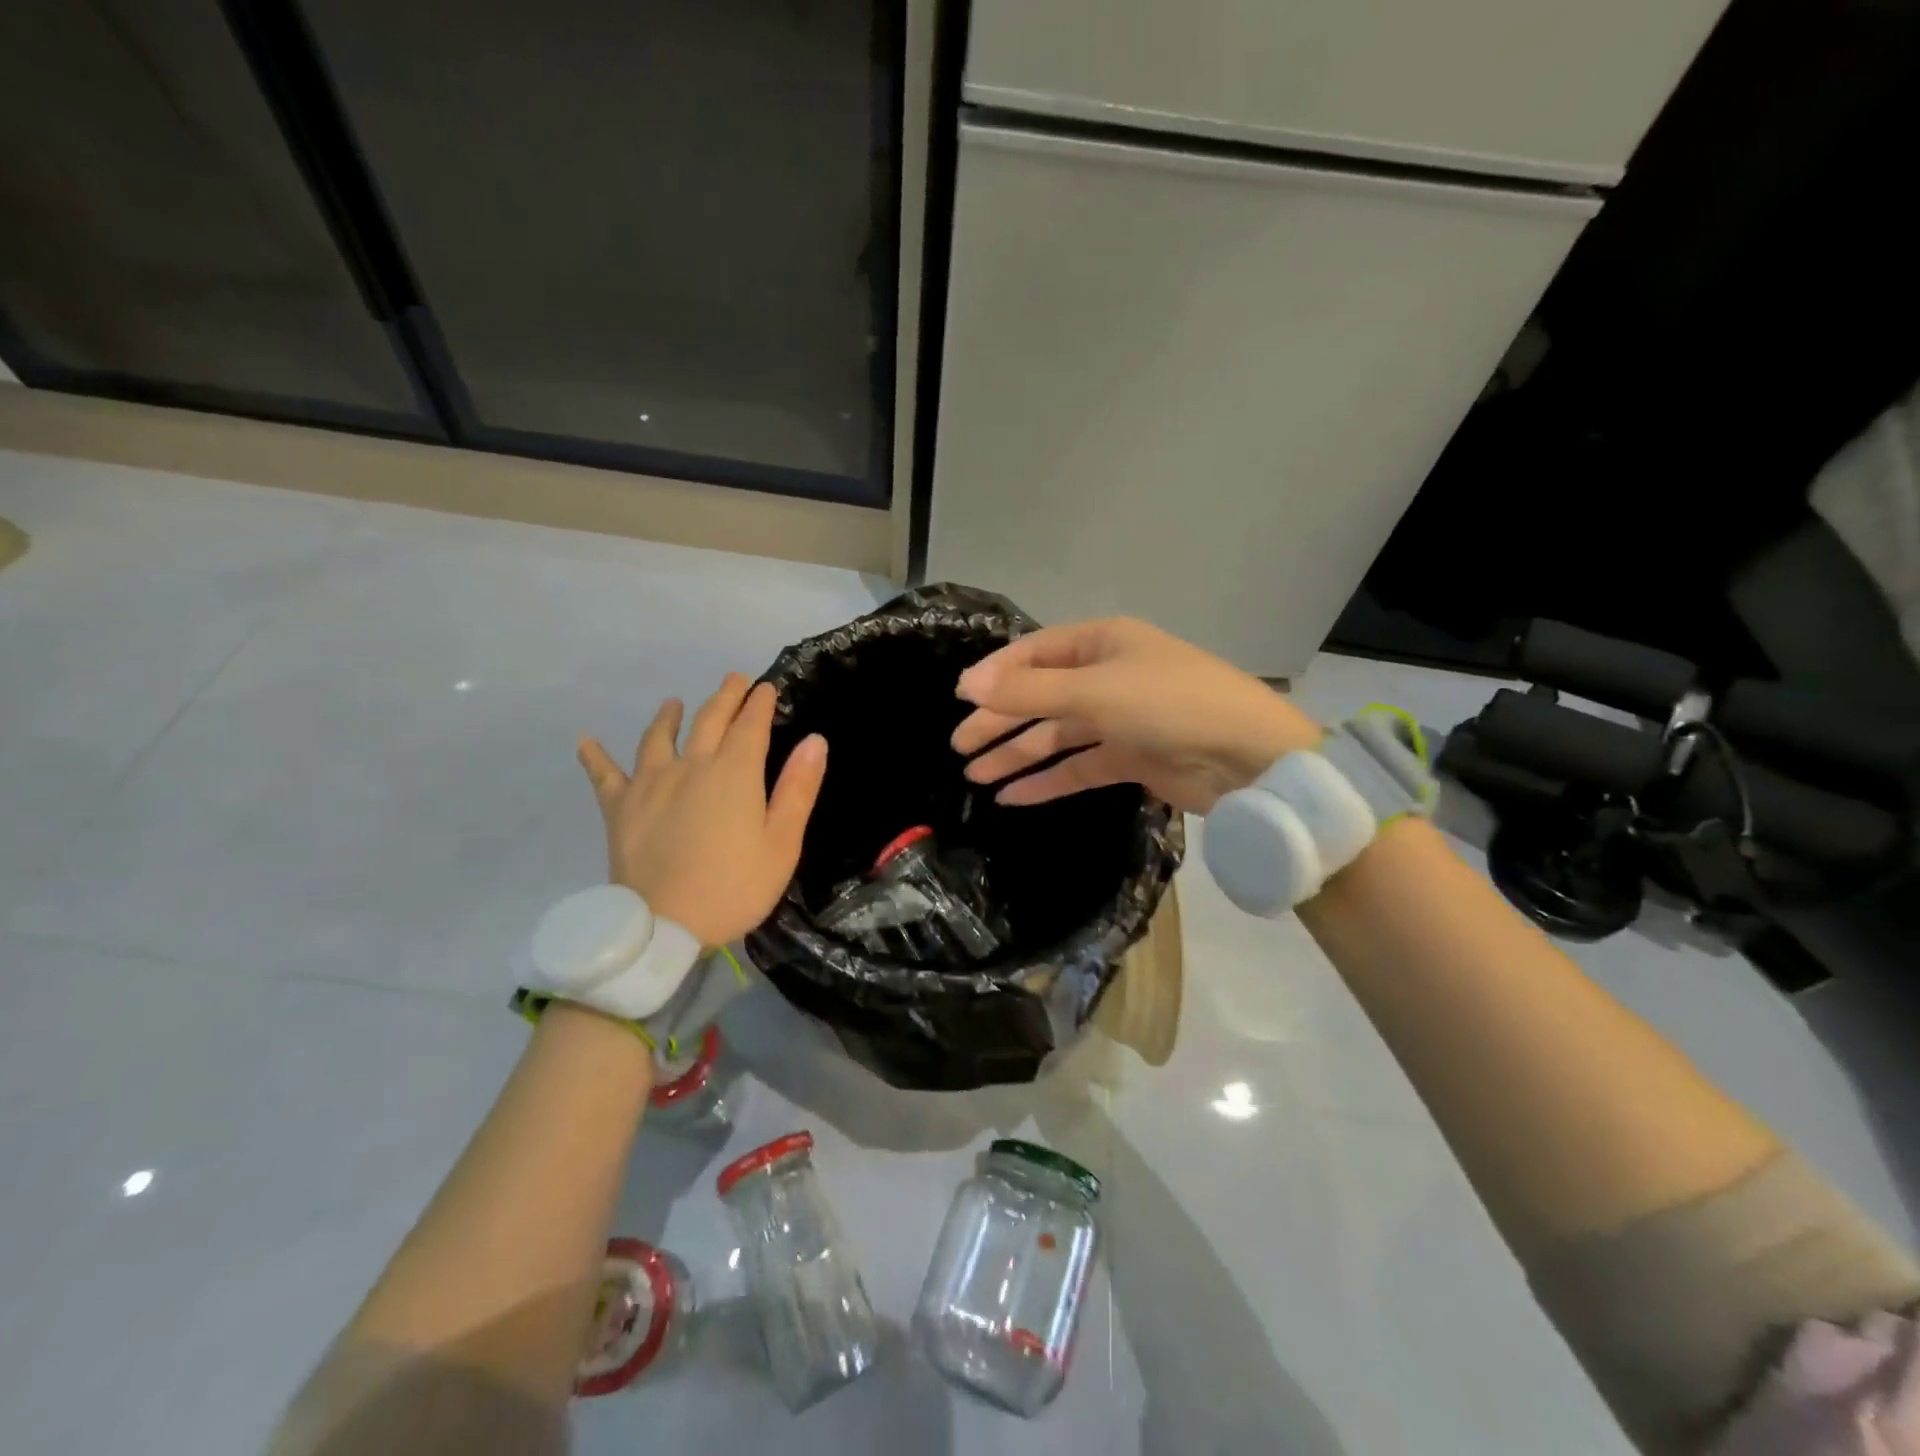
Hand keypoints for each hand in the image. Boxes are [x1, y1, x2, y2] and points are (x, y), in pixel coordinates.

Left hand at [578, 675, 826, 946]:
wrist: (664, 928)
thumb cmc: (734, 887)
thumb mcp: (782, 843)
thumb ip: (798, 789)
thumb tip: (814, 741)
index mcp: (734, 773)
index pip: (751, 726)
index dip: (760, 703)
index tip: (766, 687)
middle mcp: (691, 766)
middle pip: (709, 721)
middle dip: (725, 697)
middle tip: (734, 680)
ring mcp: (650, 784)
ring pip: (658, 738)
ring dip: (668, 716)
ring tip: (673, 702)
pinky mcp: (619, 808)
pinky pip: (604, 775)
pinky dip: (594, 756)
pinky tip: (584, 740)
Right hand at [951, 618, 1319, 813]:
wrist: (1248, 758)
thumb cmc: (1168, 705)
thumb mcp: (1094, 691)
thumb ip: (1029, 691)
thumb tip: (967, 685)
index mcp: (1102, 642)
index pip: (1035, 653)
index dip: (996, 676)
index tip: (960, 701)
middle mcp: (1107, 675)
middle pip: (1040, 696)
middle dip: (1000, 720)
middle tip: (959, 746)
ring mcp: (1119, 718)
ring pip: (1056, 734)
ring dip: (1016, 753)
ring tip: (974, 775)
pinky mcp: (1129, 758)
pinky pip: (1077, 766)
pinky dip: (1046, 780)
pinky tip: (1012, 796)